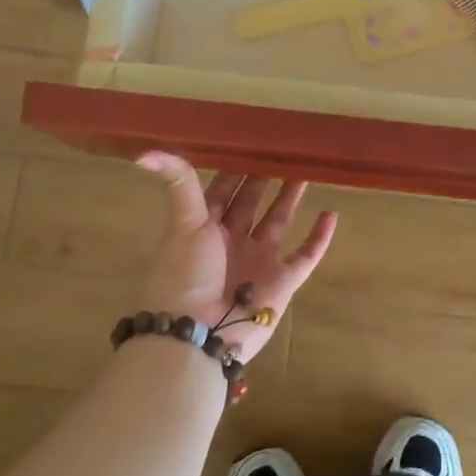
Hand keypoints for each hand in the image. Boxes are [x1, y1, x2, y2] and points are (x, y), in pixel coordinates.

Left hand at [134, 153, 337, 360]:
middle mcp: (231, 240)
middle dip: (266, 176)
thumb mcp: (183, 221)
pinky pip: (305, 256)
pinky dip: (319, 238)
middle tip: (285, 148)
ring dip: (291, 197)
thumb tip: (143, 153)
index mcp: (204, 226)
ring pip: (279, 220)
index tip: (253, 139)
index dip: (236, 166)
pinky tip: (331, 214)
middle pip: (252, 201)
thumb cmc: (185, 274)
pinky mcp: (281, 283)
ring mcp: (258, 261)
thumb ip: (178, 183)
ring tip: (307, 170)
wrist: (197, 335)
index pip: (223, 188)